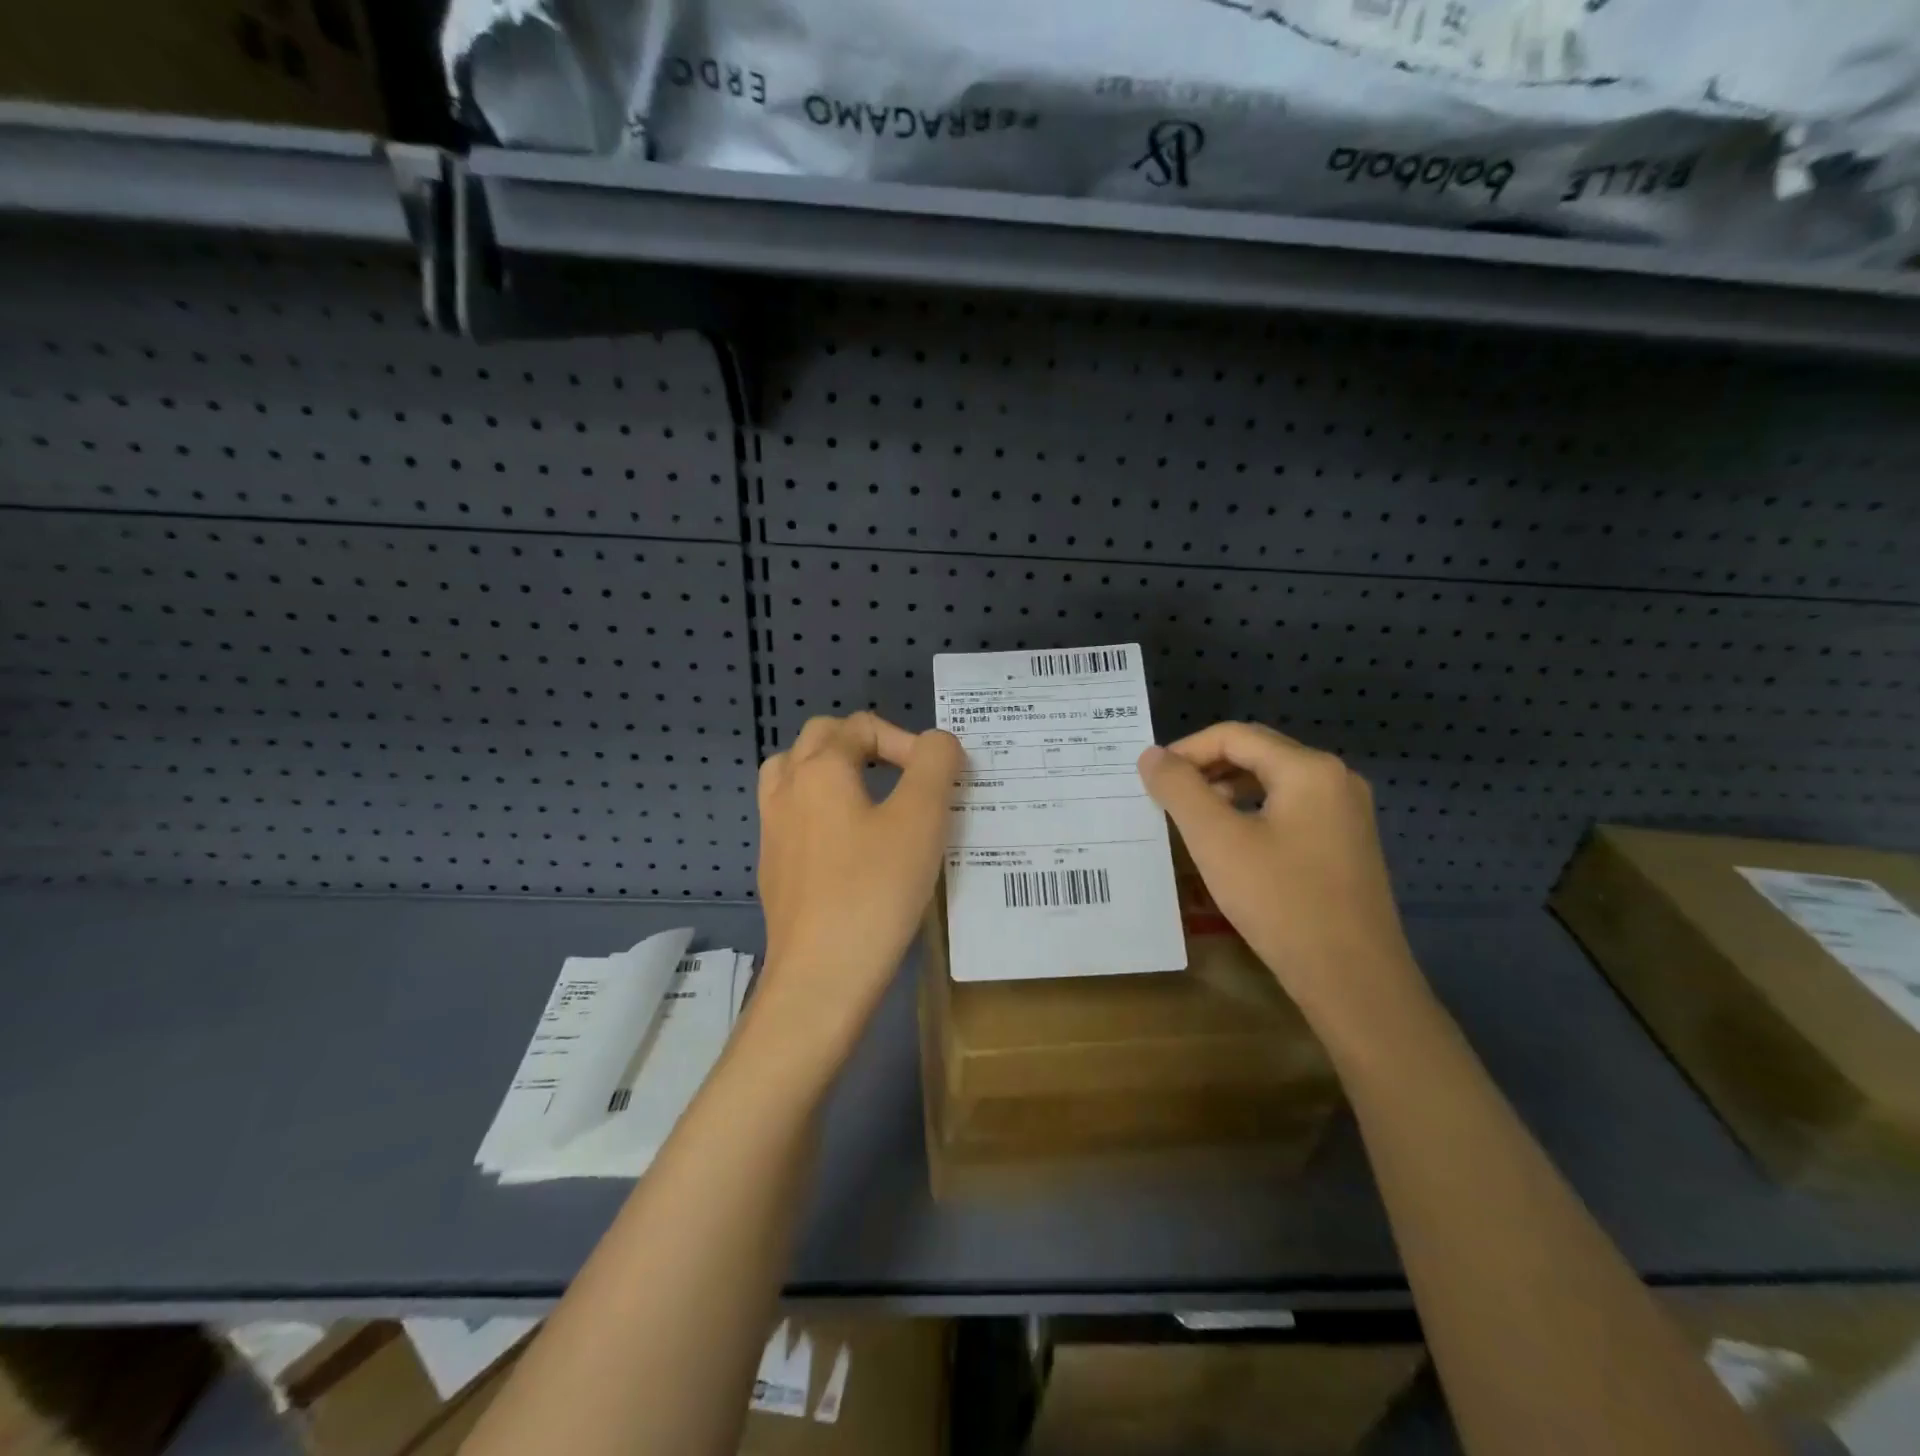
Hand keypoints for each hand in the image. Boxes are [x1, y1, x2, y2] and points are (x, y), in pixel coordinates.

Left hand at [755, 713, 962, 1048]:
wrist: (822, 976)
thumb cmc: (875, 890)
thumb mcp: (921, 818)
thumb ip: (935, 764)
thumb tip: (937, 743)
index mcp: (819, 769)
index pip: (862, 726)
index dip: (907, 742)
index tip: (936, 782)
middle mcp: (786, 790)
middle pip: (821, 739)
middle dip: (866, 746)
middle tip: (904, 777)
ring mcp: (773, 830)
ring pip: (796, 774)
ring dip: (833, 772)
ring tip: (869, 797)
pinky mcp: (774, 868)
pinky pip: (793, 815)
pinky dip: (820, 809)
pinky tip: (849, 846)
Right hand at [1137, 722, 1423, 1031]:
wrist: (1354, 980)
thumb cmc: (1281, 902)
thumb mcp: (1217, 841)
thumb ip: (1180, 789)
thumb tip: (1151, 754)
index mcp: (1309, 769)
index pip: (1234, 735)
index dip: (1186, 750)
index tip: (1151, 778)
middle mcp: (1335, 779)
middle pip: (1257, 753)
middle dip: (1206, 768)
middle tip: (1166, 796)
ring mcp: (1346, 813)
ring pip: (1273, 782)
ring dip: (1227, 790)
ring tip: (1192, 818)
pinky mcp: (1346, 844)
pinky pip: (1290, 809)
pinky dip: (1252, 812)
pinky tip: (1231, 842)